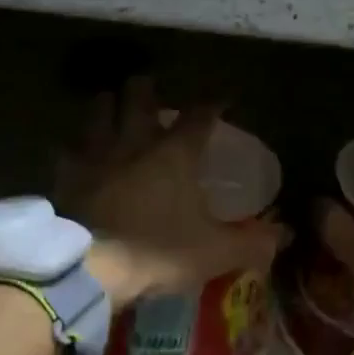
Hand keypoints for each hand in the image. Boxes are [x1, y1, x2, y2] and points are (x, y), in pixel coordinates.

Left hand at [60, 77, 284, 309]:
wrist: (90, 268)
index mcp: (175, 153)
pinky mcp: (67, 175)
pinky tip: (73, 149)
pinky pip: (67, 150)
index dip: (213, 103)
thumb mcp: (214, 252)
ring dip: (107, 104)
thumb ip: (251, 241)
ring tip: (110, 102)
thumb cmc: (158, 252)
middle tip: (150, 86)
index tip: (223, 98)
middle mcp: (135, 142)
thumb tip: (286, 234)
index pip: (199, 115)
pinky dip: (73, 146)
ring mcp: (96, 155)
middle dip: (146, 87)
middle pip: (139, 98)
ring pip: (99, 113)